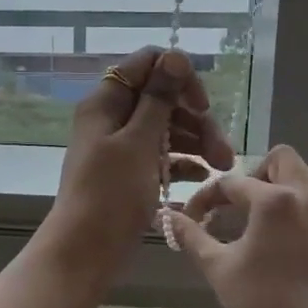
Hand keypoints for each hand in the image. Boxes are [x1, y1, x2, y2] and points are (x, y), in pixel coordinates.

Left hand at [39, 46, 236, 299]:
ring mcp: (120, 145)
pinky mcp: (129, 172)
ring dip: (196, 142)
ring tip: (222, 168)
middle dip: (196, 119)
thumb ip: (158, 99)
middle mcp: (112, 117)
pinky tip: (202, 178)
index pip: (147, 64)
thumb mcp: (138, 143)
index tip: (201, 105)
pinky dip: (181, 162)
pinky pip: (160, 155)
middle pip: (162, 99)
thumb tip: (174, 55)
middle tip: (223, 151)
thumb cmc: (110, 194)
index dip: (178, 77)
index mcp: (106, 101)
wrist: (84, 252)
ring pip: (165, 128)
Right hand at [167, 145, 307, 307]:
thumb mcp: (217, 267)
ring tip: (273, 207)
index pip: (231, 183)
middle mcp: (306, 195)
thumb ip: (191, 236)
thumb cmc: (260, 303)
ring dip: (293, 180)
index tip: (194, 218)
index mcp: (273, 200)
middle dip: (256, 173)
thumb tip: (168, 217)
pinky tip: (297, 231)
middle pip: (282, 159)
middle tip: (241, 203)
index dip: (207, 198)